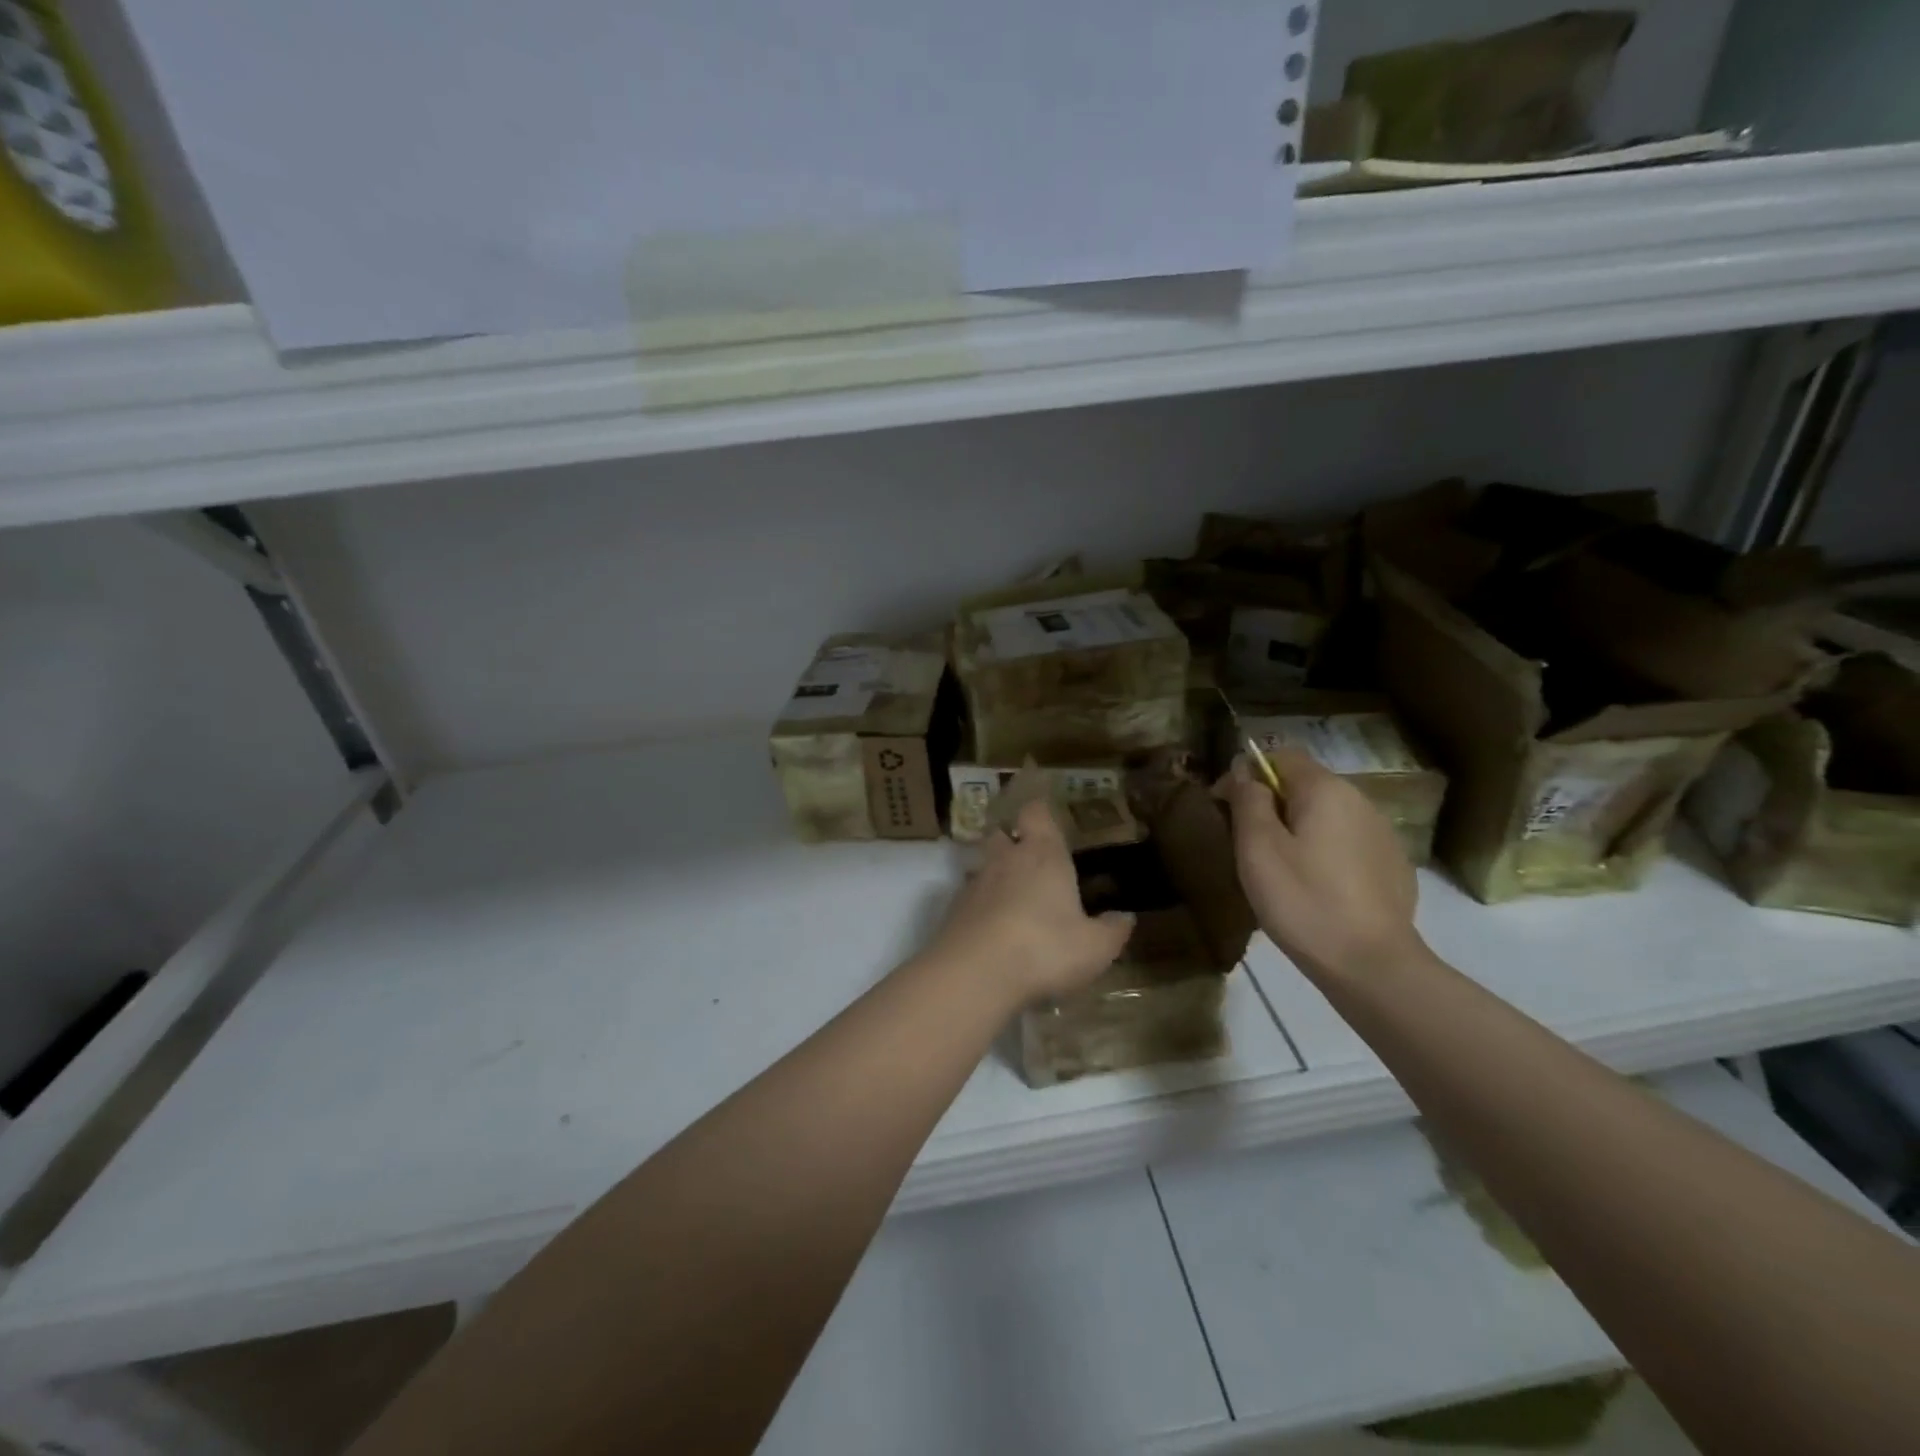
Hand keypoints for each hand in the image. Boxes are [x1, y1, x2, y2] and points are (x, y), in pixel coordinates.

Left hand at [922, 798, 1134, 1005]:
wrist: (974, 973)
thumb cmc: (1044, 948)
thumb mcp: (1094, 947)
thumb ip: (1112, 930)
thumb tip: (1126, 916)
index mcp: (1043, 855)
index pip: (1036, 813)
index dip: (1040, 812)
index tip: (1047, 817)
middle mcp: (1005, 860)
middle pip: (1001, 834)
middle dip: (1012, 841)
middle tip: (1029, 859)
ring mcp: (974, 884)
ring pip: (983, 866)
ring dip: (995, 877)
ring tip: (1013, 900)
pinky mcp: (953, 911)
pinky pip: (969, 899)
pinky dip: (981, 907)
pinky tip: (994, 930)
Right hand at [1216, 749, 1423, 982]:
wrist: (1372, 965)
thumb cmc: (1303, 900)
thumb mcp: (1258, 848)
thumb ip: (1248, 800)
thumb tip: (1244, 770)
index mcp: (1325, 789)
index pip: (1282, 755)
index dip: (1249, 773)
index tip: (1226, 807)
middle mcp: (1360, 800)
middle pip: (1306, 785)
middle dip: (1273, 803)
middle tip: (1247, 844)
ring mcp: (1382, 833)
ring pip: (1328, 815)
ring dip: (1300, 828)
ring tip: (1280, 869)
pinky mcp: (1393, 865)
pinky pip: (1348, 843)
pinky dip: (1326, 852)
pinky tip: (1316, 887)